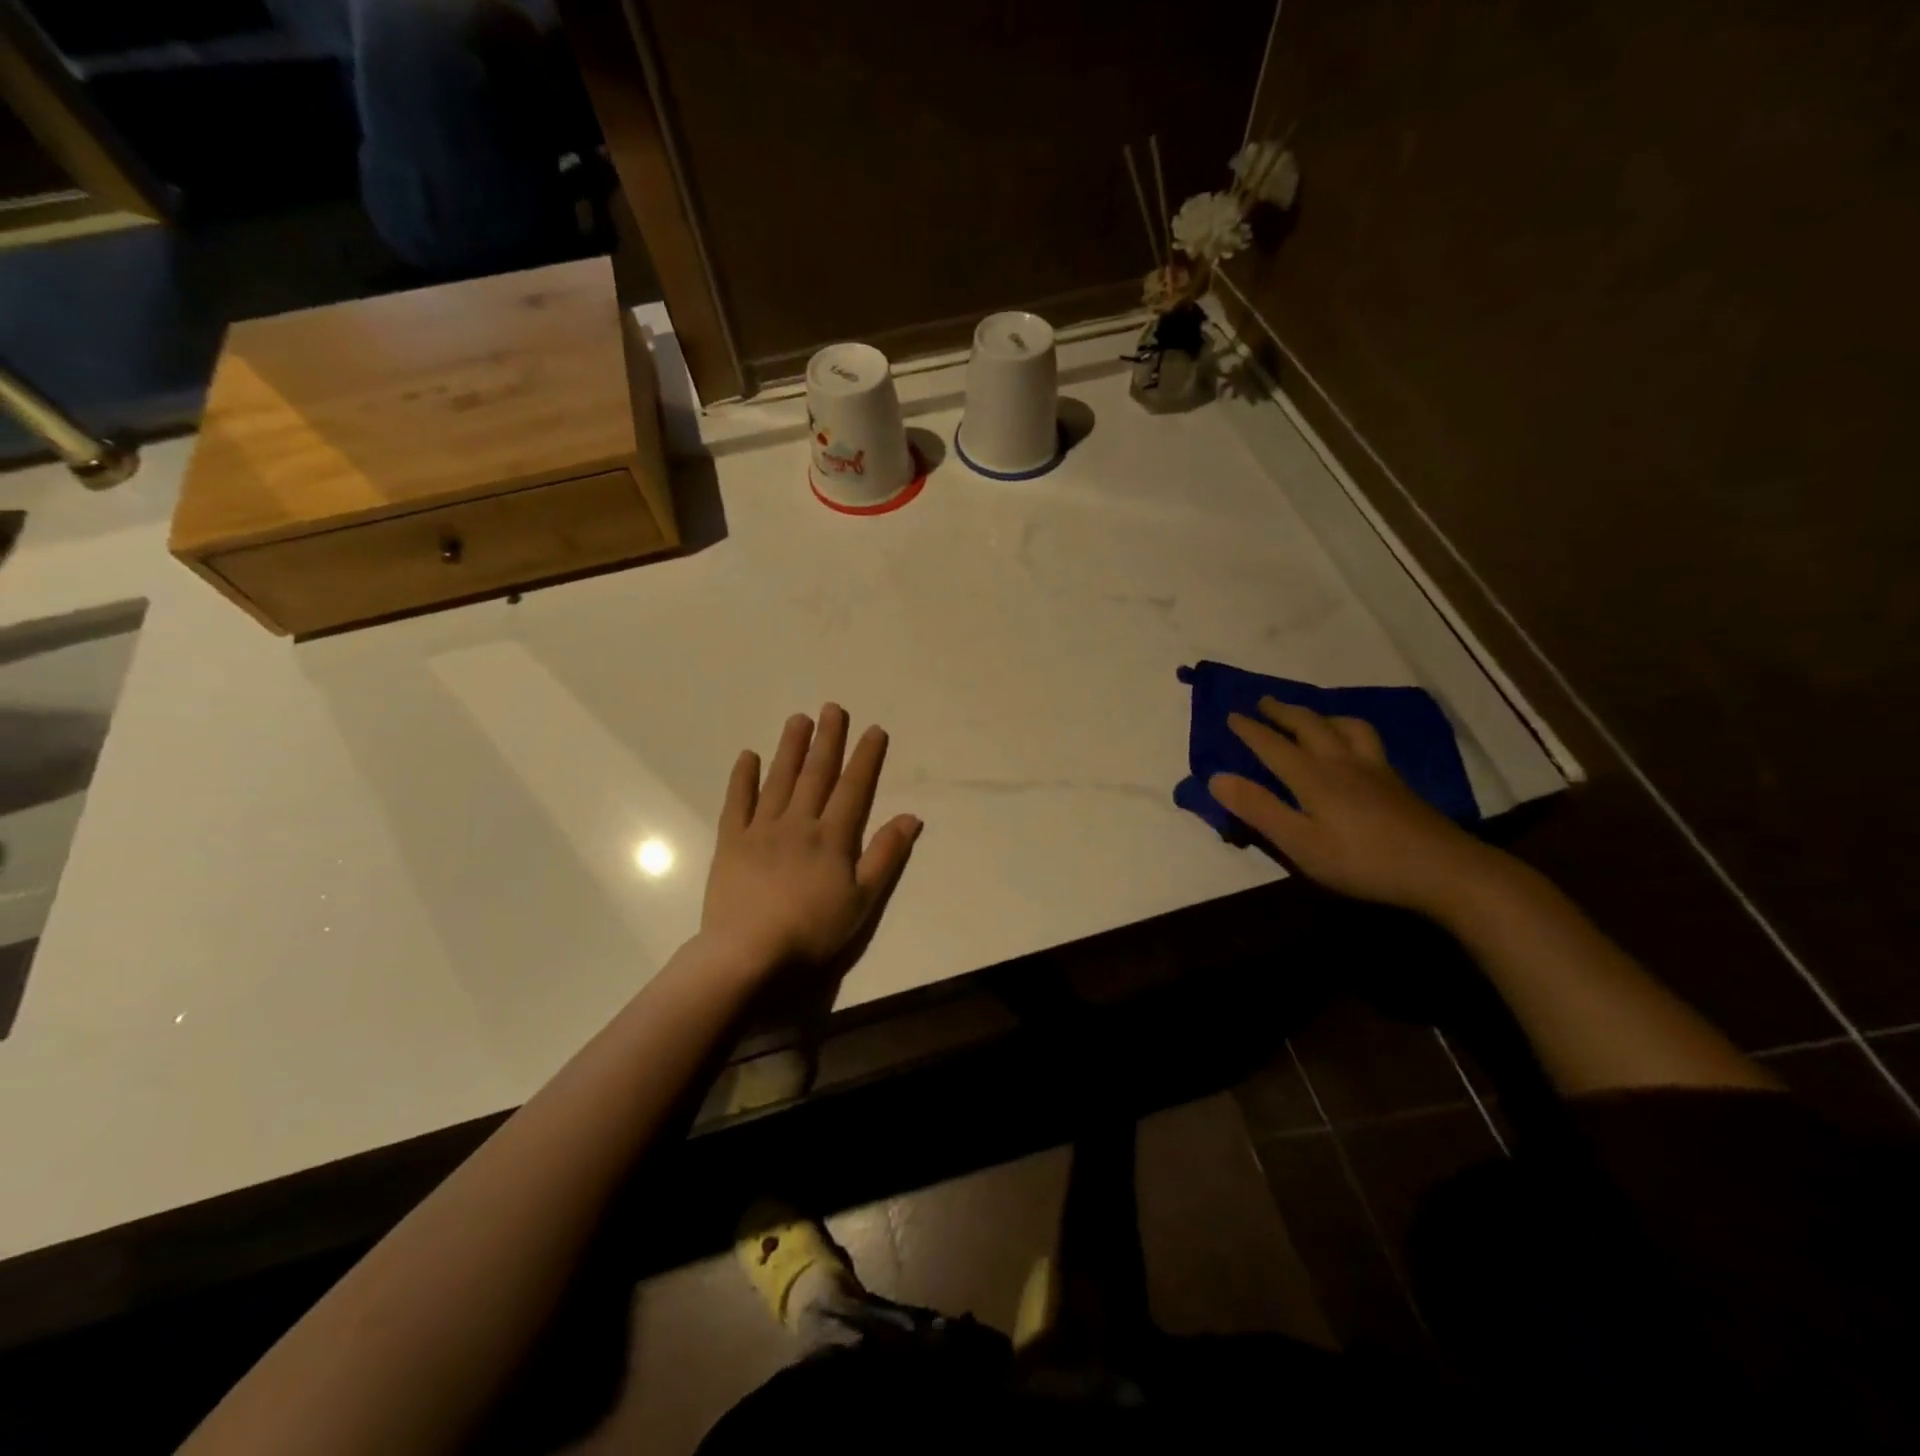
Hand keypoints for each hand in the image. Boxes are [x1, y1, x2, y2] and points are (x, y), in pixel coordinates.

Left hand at [700, 704, 921, 972]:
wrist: (749, 952)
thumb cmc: (813, 930)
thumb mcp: (863, 900)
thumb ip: (886, 855)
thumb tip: (911, 817)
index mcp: (832, 837)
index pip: (854, 788)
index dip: (865, 758)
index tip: (874, 730)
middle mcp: (798, 823)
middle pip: (816, 774)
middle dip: (827, 740)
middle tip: (832, 708)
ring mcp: (761, 829)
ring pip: (779, 779)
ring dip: (790, 748)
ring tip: (798, 719)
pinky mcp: (731, 842)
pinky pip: (737, 802)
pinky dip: (742, 778)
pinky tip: (748, 756)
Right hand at [1207, 698, 1499, 916]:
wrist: (1443, 869)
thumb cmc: (1361, 860)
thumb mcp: (1299, 842)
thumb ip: (1258, 808)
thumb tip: (1216, 776)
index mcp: (1313, 776)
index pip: (1272, 745)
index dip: (1250, 730)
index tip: (1231, 715)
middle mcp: (1341, 762)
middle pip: (1309, 725)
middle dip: (1283, 712)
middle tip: (1265, 702)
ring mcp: (1374, 770)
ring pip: (1345, 727)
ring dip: (1321, 715)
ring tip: (1311, 716)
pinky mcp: (1396, 783)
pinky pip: (1367, 739)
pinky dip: (1350, 729)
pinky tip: (1355, 744)